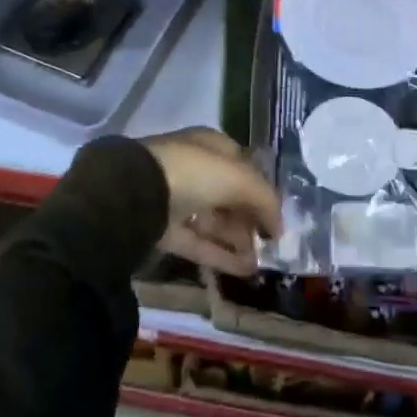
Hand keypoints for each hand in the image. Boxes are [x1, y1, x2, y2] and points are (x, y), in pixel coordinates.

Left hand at [141, 127, 281, 277]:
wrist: (137, 194)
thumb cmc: (194, 172)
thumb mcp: (239, 178)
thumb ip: (264, 199)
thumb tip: (279, 227)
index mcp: (210, 145)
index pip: (243, 165)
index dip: (262, 187)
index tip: (277, 213)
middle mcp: (194, 168)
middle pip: (230, 196)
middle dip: (250, 219)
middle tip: (270, 244)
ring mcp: (177, 199)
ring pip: (215, 221)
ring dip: (239, 241)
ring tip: (262, 263)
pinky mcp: (164, 229)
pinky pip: (199, 242)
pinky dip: (221, 255)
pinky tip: (245, 270)